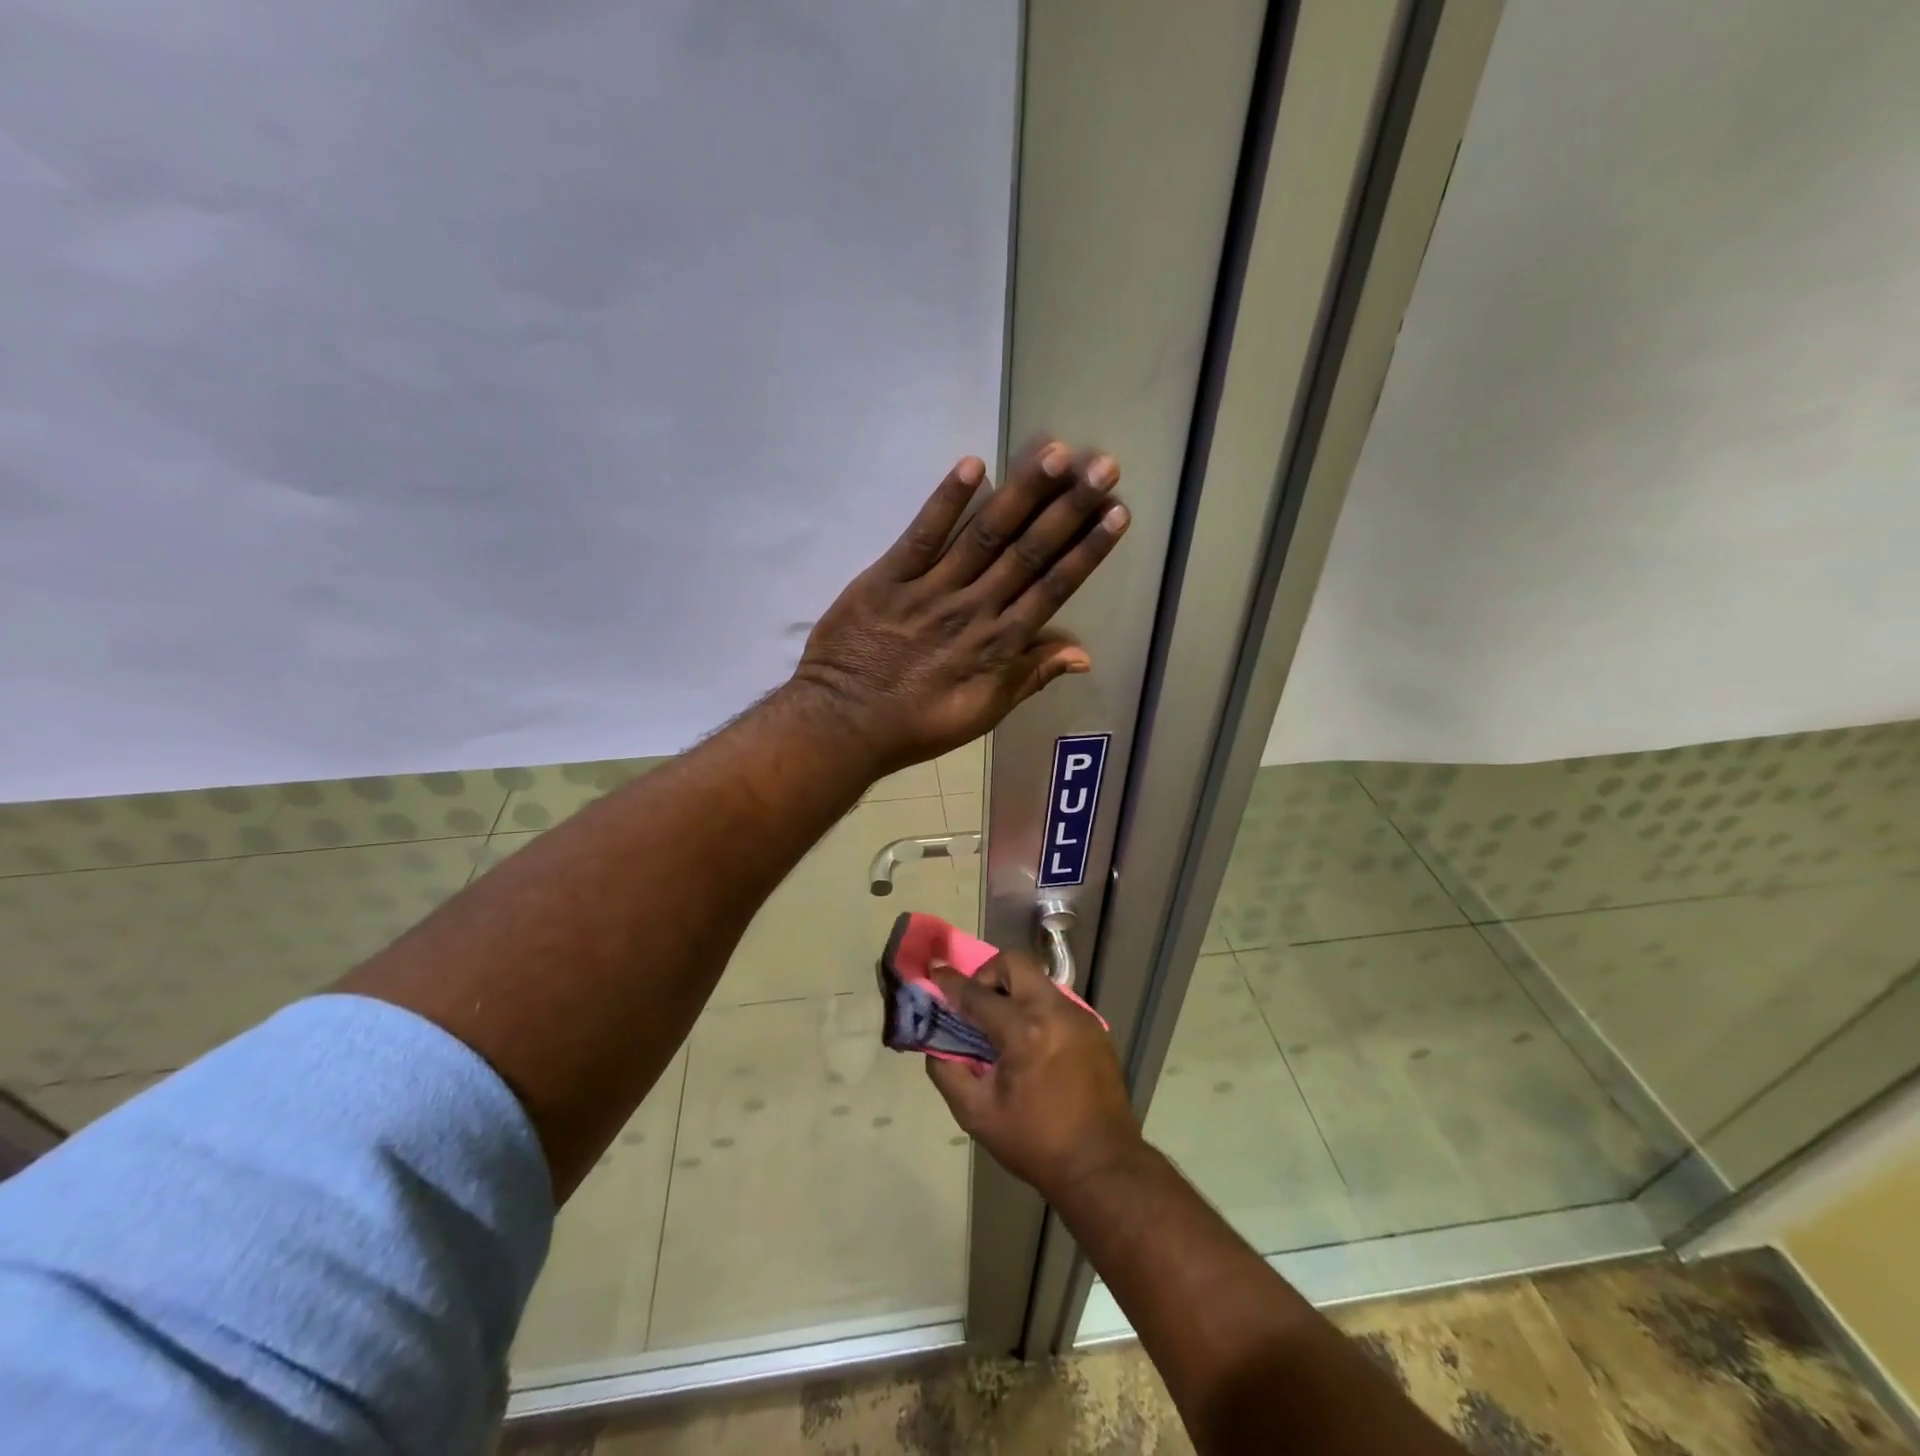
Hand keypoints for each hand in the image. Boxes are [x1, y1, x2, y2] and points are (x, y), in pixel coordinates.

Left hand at [792, 442, 1127, 772]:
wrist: (844, 724)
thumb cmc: (917, 725)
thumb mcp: (982, 714)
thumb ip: (1030, 678)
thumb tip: (1083, 654)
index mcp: (998, 645)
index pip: (1053, 588)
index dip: (1087, 550)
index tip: (1116, 513)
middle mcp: (974, 609)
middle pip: (1028, 552)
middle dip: (1069, 508)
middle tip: (1103, 466)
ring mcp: (931, 590)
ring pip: (984, 535)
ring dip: (1021, 493)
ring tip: (1055, 454)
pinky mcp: (888, 578)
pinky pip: (922, 535)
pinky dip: (946, 501)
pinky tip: (973, 465)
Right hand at [923, 950, 1143, 1202]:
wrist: (1103, 1166)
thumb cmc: (1035, 1143)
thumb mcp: (977, 1115)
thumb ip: (947, 1073)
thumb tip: (936, 1044)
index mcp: (1023, 1031)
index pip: (977, 994)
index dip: (950, 982)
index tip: (935, 971)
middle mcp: (1054, 1011)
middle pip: (1015, 962)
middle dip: (989, 973)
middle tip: (979, 1004)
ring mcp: (1080, 1016)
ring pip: (1038, 981)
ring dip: (1015, 993)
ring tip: (1006, 1031)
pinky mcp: (1096, 1028)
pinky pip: (1057, 1003)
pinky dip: (1037, 1011)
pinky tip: (1034, 1047)